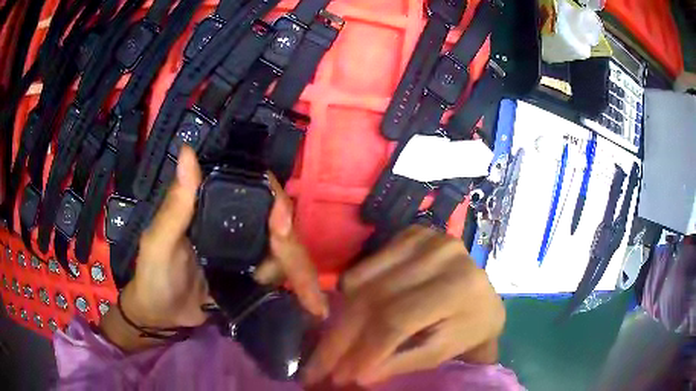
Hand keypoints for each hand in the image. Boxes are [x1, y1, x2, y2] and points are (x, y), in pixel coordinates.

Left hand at [101, 146, 326, 351]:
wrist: (162, 317)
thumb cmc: (154, 276)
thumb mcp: (159, 242)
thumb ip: (175, 205)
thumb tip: (188, 152)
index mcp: (212, 208)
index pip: (253, 192)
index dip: (274, 203)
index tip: (281, 228)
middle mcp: (234, 224)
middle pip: (278, 227)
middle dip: (295, 254)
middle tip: (310, 291)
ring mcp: (245, 250)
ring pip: (284, 252)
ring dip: (298, 274)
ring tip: (312, 304)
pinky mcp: (251, 273)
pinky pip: (279, 273)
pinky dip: (295, 285)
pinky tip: (307, 303)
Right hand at [303, 226, 504, 386]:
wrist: (483, 298)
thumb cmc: (470, 329)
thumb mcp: (441, 353)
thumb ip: (401, 362)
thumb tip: (356, 375)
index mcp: (459, 287)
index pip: (398, 320)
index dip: (366, 350)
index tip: (341, 376)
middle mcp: (441, 254)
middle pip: (375, 299)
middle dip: (341, 338)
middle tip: (319, 366)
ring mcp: (424, 238)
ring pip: (362, 282)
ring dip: (340, 320)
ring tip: (330, 349)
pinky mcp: (410, 233)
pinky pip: (365, 266)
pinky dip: (351, 295)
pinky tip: (351, 317)